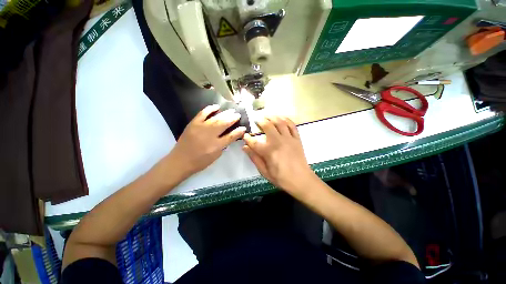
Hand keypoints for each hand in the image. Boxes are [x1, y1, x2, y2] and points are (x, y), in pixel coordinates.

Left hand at [166, 105, 245, 178]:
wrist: (180, 161)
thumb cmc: (199, 161)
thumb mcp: (215, 157)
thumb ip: (223, 146)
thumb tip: (228, 137)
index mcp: (216, 146)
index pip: (231, 136)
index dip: (238, 132)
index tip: (244, 127)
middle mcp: (210, 135)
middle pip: (224, 124)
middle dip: (232, 119)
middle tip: (238, 115)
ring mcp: (200, 128)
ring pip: (215, 118)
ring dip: (225, 113)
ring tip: (231, 110)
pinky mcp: (193, 124)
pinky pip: (202, 114)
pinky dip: (210, 109)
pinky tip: (216, 106)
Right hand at [242, 116, 314, 193]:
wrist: (301, 180)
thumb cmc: (281, 178)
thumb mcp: (264, 171)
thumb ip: (254, 158)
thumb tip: (245, 147)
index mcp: (268, 151)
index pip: (254, 141)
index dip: (247, 138)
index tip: (244, 135)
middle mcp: (278, 141)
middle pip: (267, 126)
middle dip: (260, 120)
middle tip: (256, 119)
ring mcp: (289, 138)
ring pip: (280, 122)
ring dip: (272, 117)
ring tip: (267, 116)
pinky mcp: (297, 138)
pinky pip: (292, 125)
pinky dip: (286, 119)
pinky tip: (281, 118)